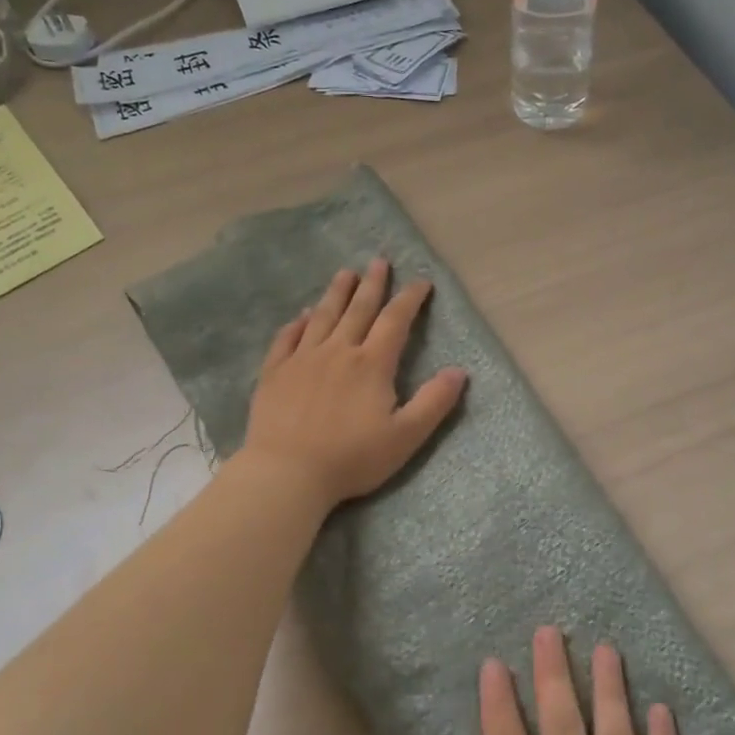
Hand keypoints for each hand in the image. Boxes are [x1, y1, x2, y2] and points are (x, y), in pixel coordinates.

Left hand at [239, 258, 467, 509]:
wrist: (287, 473)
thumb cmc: (352, 458)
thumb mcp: (405, 436)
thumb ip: (434, 402)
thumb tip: (460, 372)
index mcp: (372, 364)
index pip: (395, 320)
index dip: (410, 298)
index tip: (420, 282)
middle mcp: (338, 351)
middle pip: (358, 309)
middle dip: (372, 284)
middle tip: (378, 261)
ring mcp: (302, 359)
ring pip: (322, 317)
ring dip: (335, 293)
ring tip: (344, 273)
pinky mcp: (275, 374)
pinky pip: (286, 339)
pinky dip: (296, 324)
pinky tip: (300, 316)